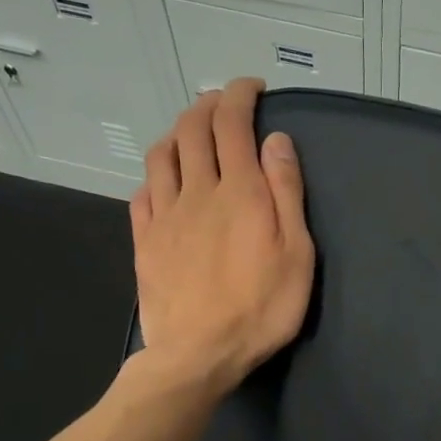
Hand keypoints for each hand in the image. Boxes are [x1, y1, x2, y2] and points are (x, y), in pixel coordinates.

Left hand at [130, 79, 314, 394]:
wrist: (198, 354)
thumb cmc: (261, 308)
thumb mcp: (297, 253)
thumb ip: (286, 193)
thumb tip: (276, 141)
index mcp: (239, 191)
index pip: (233, 124)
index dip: (239, 95)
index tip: (251, 87)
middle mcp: (197, 192)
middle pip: (193, 130)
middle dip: (208, 105)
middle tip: (225, 102)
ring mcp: (164, 215)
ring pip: (162, 155)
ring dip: (178, 132)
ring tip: (193, 133)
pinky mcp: (145, 241)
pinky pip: (143, 192)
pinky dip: (156, 174)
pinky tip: (165, 181)